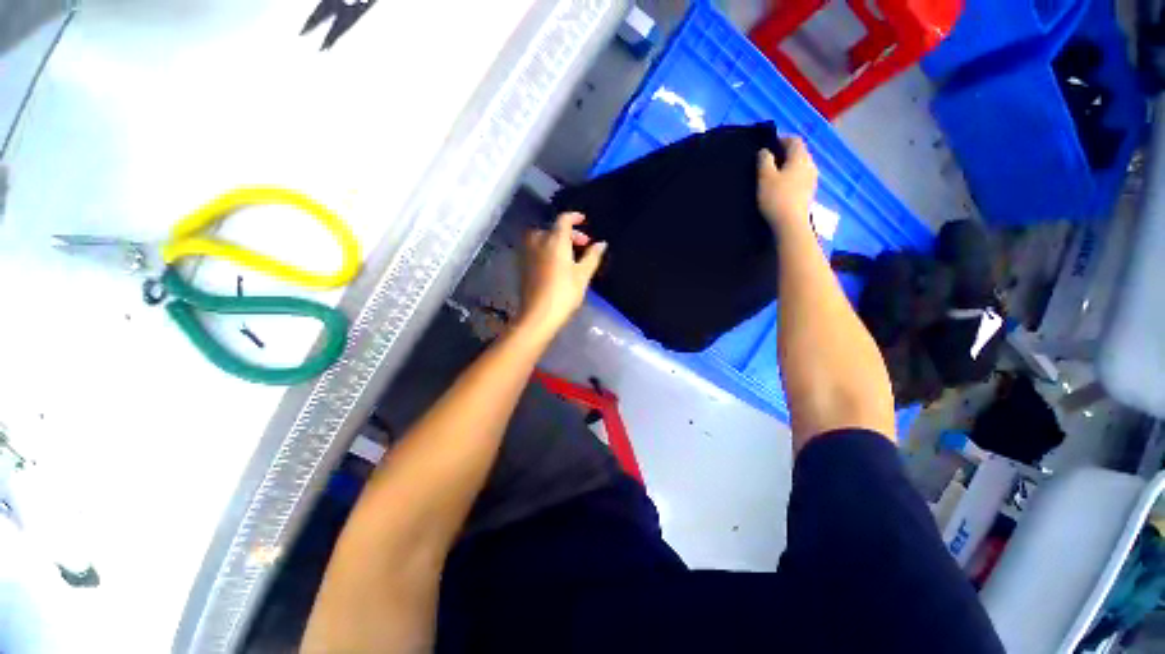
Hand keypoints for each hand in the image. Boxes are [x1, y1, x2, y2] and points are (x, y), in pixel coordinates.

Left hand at [518, 212, 605, 339]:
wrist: (538, 315)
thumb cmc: (564, 294)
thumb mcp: (583, 275)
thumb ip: (592, 256)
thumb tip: (602, 243)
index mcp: (555, 240)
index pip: (563, 220)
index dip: (574, 217)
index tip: (583, 220)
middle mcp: (538, 242)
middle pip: (553, 229)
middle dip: (569, 233)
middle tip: (582, 245)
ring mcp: (527, 253)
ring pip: (542, 238)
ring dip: (556, 240)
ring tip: (569, 254)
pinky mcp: (522, 265)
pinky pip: (536, 249)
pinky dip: (546, 249)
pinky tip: (555, 263)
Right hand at [757, 136, 818, 232]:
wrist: (790, 223)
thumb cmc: (776, 197)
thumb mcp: (765, 177)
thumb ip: (764, 160)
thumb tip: (765, 151)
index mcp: (800, 158)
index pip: (794, 140)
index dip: (782, 139)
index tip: (769, 145)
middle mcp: (810, 165)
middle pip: (800, 152)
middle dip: (786, 153)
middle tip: (771, 159)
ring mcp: (812, 179)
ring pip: (801, 165)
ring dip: (790, 165)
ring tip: (775, 173)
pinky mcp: (809, 192)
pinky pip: (802, 177)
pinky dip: (793, 176)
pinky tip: (783, 186)